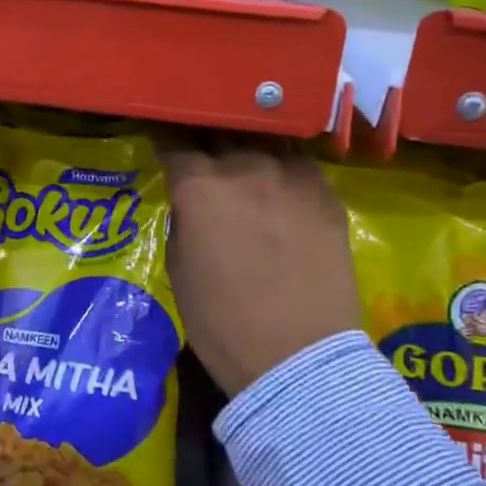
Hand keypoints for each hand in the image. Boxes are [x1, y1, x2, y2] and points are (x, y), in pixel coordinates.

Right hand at [159, 132, 361, 396]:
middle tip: (199, 136)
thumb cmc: (222, 322)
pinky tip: (278, 173)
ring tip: (241, 144)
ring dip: (245, 139)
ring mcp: (292, 176)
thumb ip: (183, 220)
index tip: (159, 131)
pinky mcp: (326, 193)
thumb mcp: (179, 268)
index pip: (173, 140)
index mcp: (199, 187)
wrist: (298, 358)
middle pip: (219, 127)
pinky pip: (299, 160)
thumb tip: (192, 202)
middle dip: (204, 128)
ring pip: (263, 135)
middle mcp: (245, 168)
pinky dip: (282, 161)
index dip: (163, 132)